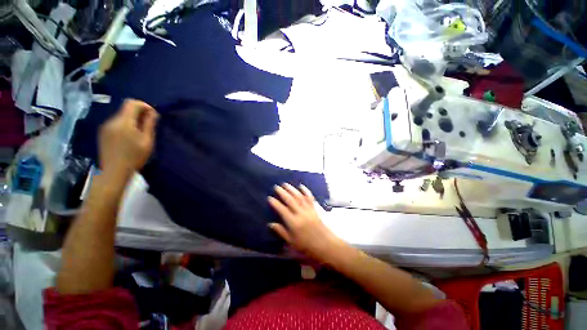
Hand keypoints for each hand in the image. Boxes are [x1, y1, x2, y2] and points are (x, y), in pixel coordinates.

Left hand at [99, 99, 158, 178]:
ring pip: (121, 116)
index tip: (153, 114)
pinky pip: (116, 123)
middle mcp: (112, 121)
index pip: (132, 103)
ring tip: (140, 132)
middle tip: (149, 124)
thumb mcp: (147, 141)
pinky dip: (125, 125)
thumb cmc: (134, 156)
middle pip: (126, 109)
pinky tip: (129, 137)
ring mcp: (105, 127)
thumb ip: (149, 124)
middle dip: (139, 113)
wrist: (113, 171)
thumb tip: (152, 112)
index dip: (144, 105)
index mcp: (123, 121)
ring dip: (132, 120)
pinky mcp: (103, 133)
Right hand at [268, 184, 344, 263]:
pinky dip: (305, 191)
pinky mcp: (315, 208)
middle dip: (282, 193)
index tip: (270, 198)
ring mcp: (308, 210)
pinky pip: (310, 197)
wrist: (325, 244)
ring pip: (299, 197)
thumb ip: (281, 232)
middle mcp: (300, 214)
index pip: (282, 210)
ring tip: (285, 184)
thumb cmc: (307, 246)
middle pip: (290, 200)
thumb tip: (271, 224)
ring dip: (292, 189)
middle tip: (276, 187)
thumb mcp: (291, 242)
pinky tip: (301, 186)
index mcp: (294, 223)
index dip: (275, 203)